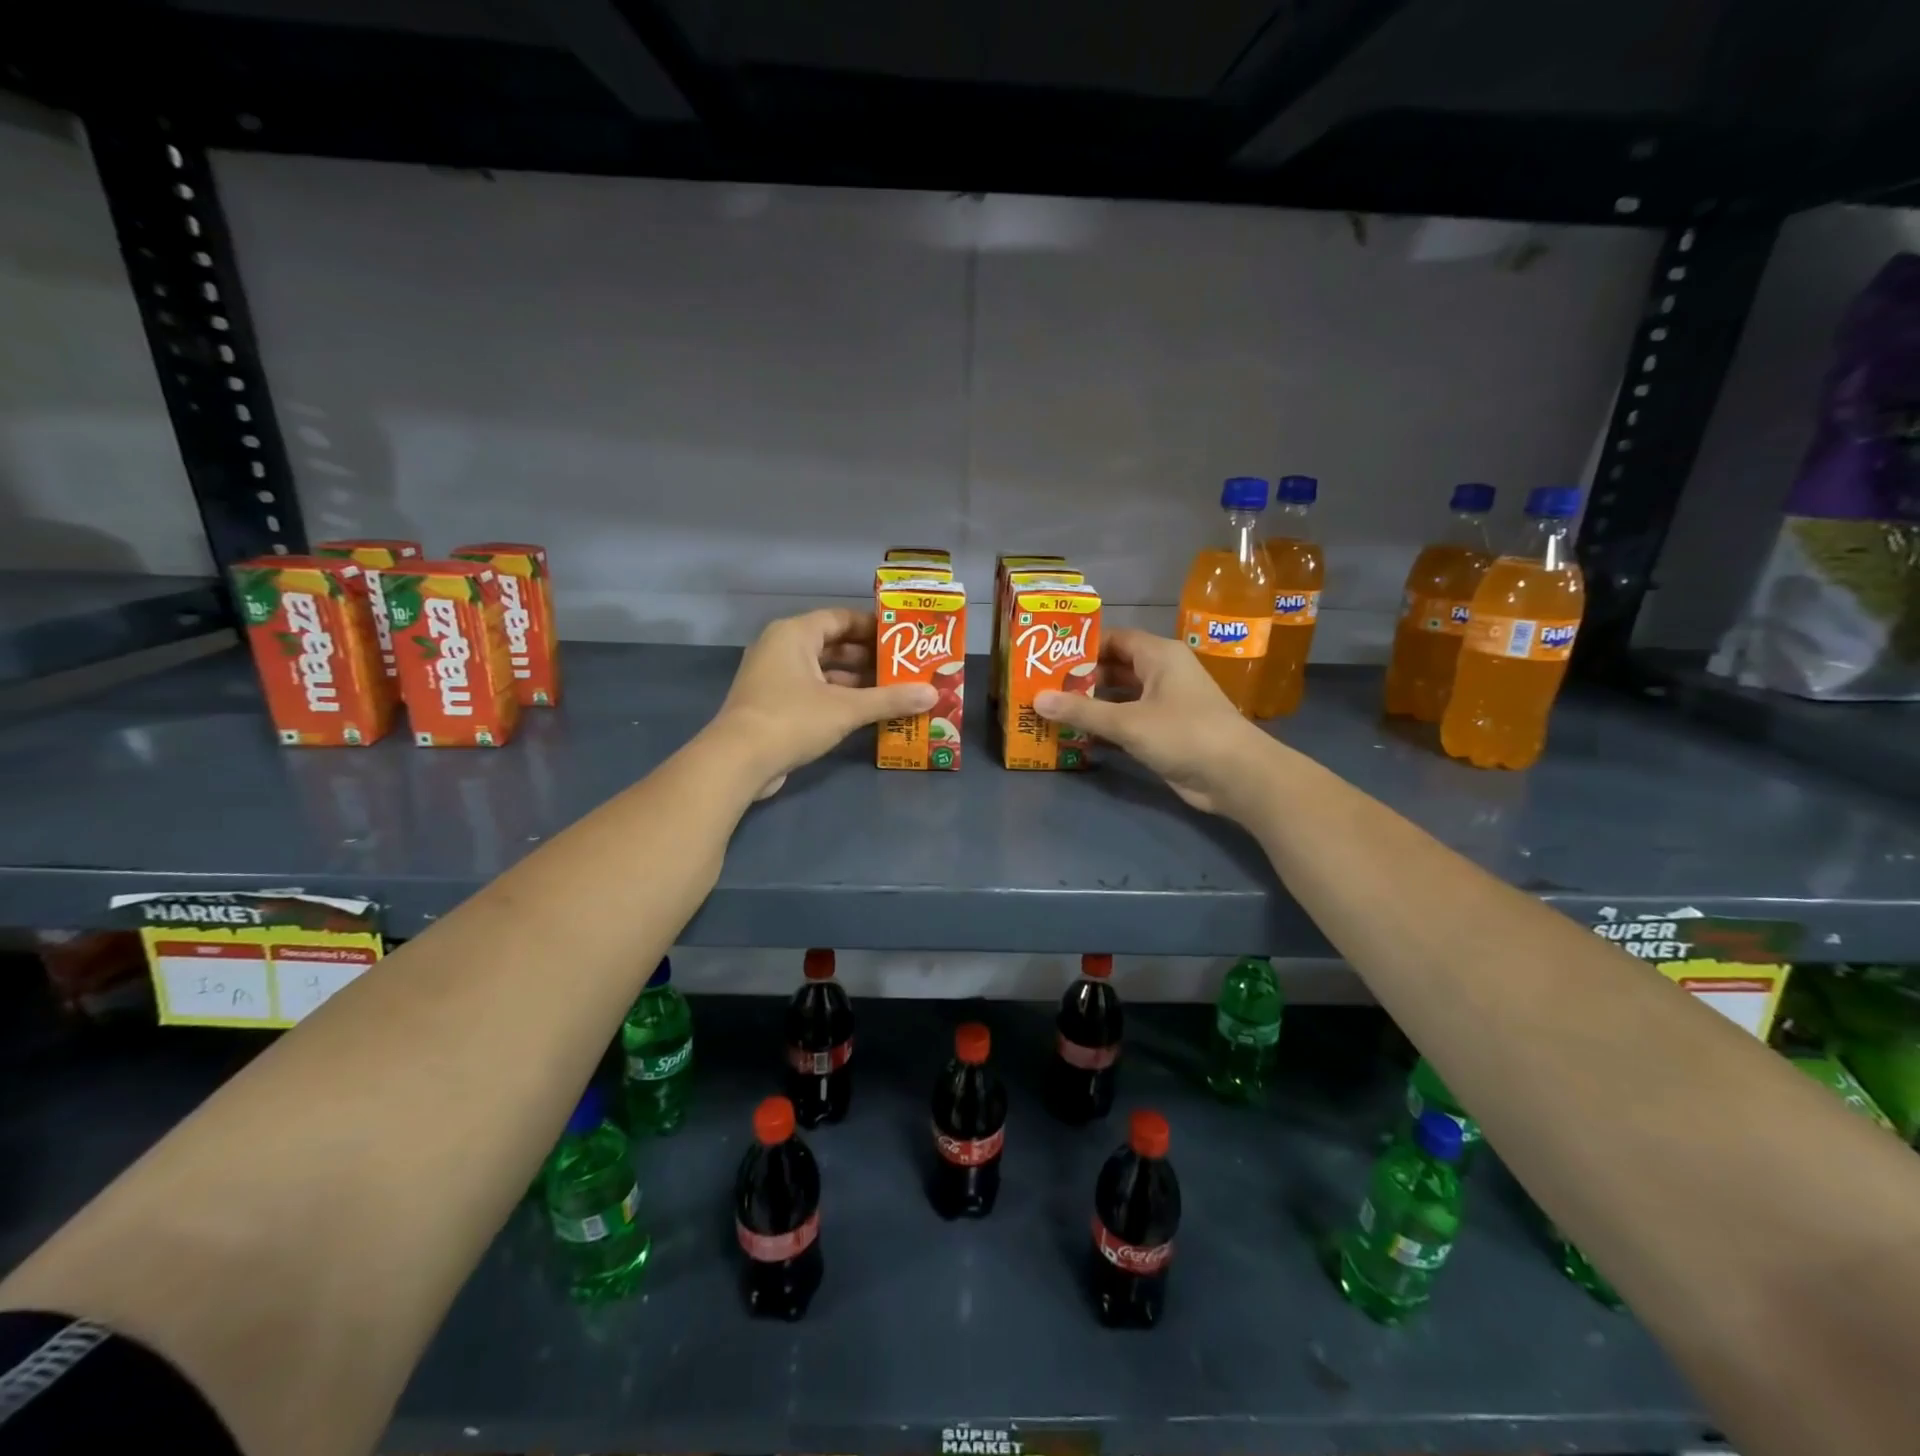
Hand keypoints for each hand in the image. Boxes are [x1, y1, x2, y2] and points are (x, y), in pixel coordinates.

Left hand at [709, 608, 936, 798]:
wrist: (738, 761)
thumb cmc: (792, 719)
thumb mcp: (846, 708)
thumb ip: (890, 699)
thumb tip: (932, 694)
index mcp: (794, 634)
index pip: (840, 618)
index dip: (873, 627)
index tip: (903, 639)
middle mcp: (781, 648)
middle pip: (833, 644)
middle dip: (869, 657)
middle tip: (904, 667)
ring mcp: (773, 677)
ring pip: (823, 671)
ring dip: (856, 681)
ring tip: (893, 690)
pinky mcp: (772, 704)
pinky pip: (813, 691)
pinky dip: (838, 698)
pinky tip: (866, 712)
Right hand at [1033, 628, 1272, 815]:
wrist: (1234, 775)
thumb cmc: (1184, 733)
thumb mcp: (1128, 721)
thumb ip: (1081, 711)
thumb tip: (1037, 699)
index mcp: (1159, 655)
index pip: (1114, 639)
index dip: (1081, 646)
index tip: (1047, 657)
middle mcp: (1161, 674)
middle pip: (1114, 669)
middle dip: (1080, 678)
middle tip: (1041, 686)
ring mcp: (1164, 704)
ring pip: (1119, 697)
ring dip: (1090, 705)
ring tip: (1050, 710)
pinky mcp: (1164, 732)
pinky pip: (1127, 722)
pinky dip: (1104, 727)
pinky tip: (1076, 737)